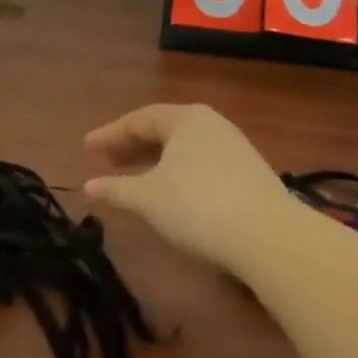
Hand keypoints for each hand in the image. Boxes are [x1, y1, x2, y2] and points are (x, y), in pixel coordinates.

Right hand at [83, 104, 295, 268]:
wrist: (270, 238)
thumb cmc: (198, 206)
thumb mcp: (148, 199)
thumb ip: (116, 189)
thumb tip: (89, 185)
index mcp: (185, 118)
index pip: (139, 119)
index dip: (110, 134)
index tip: (87, 148)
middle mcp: (211, 125)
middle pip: (163, 131)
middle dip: (133, 146)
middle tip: (107, 161)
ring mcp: (235, 149)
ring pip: (184, 149)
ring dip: (156, 162)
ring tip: (135, 179)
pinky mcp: (250, 175)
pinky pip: (201, 165)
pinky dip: (178, 174)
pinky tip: (171, 194)